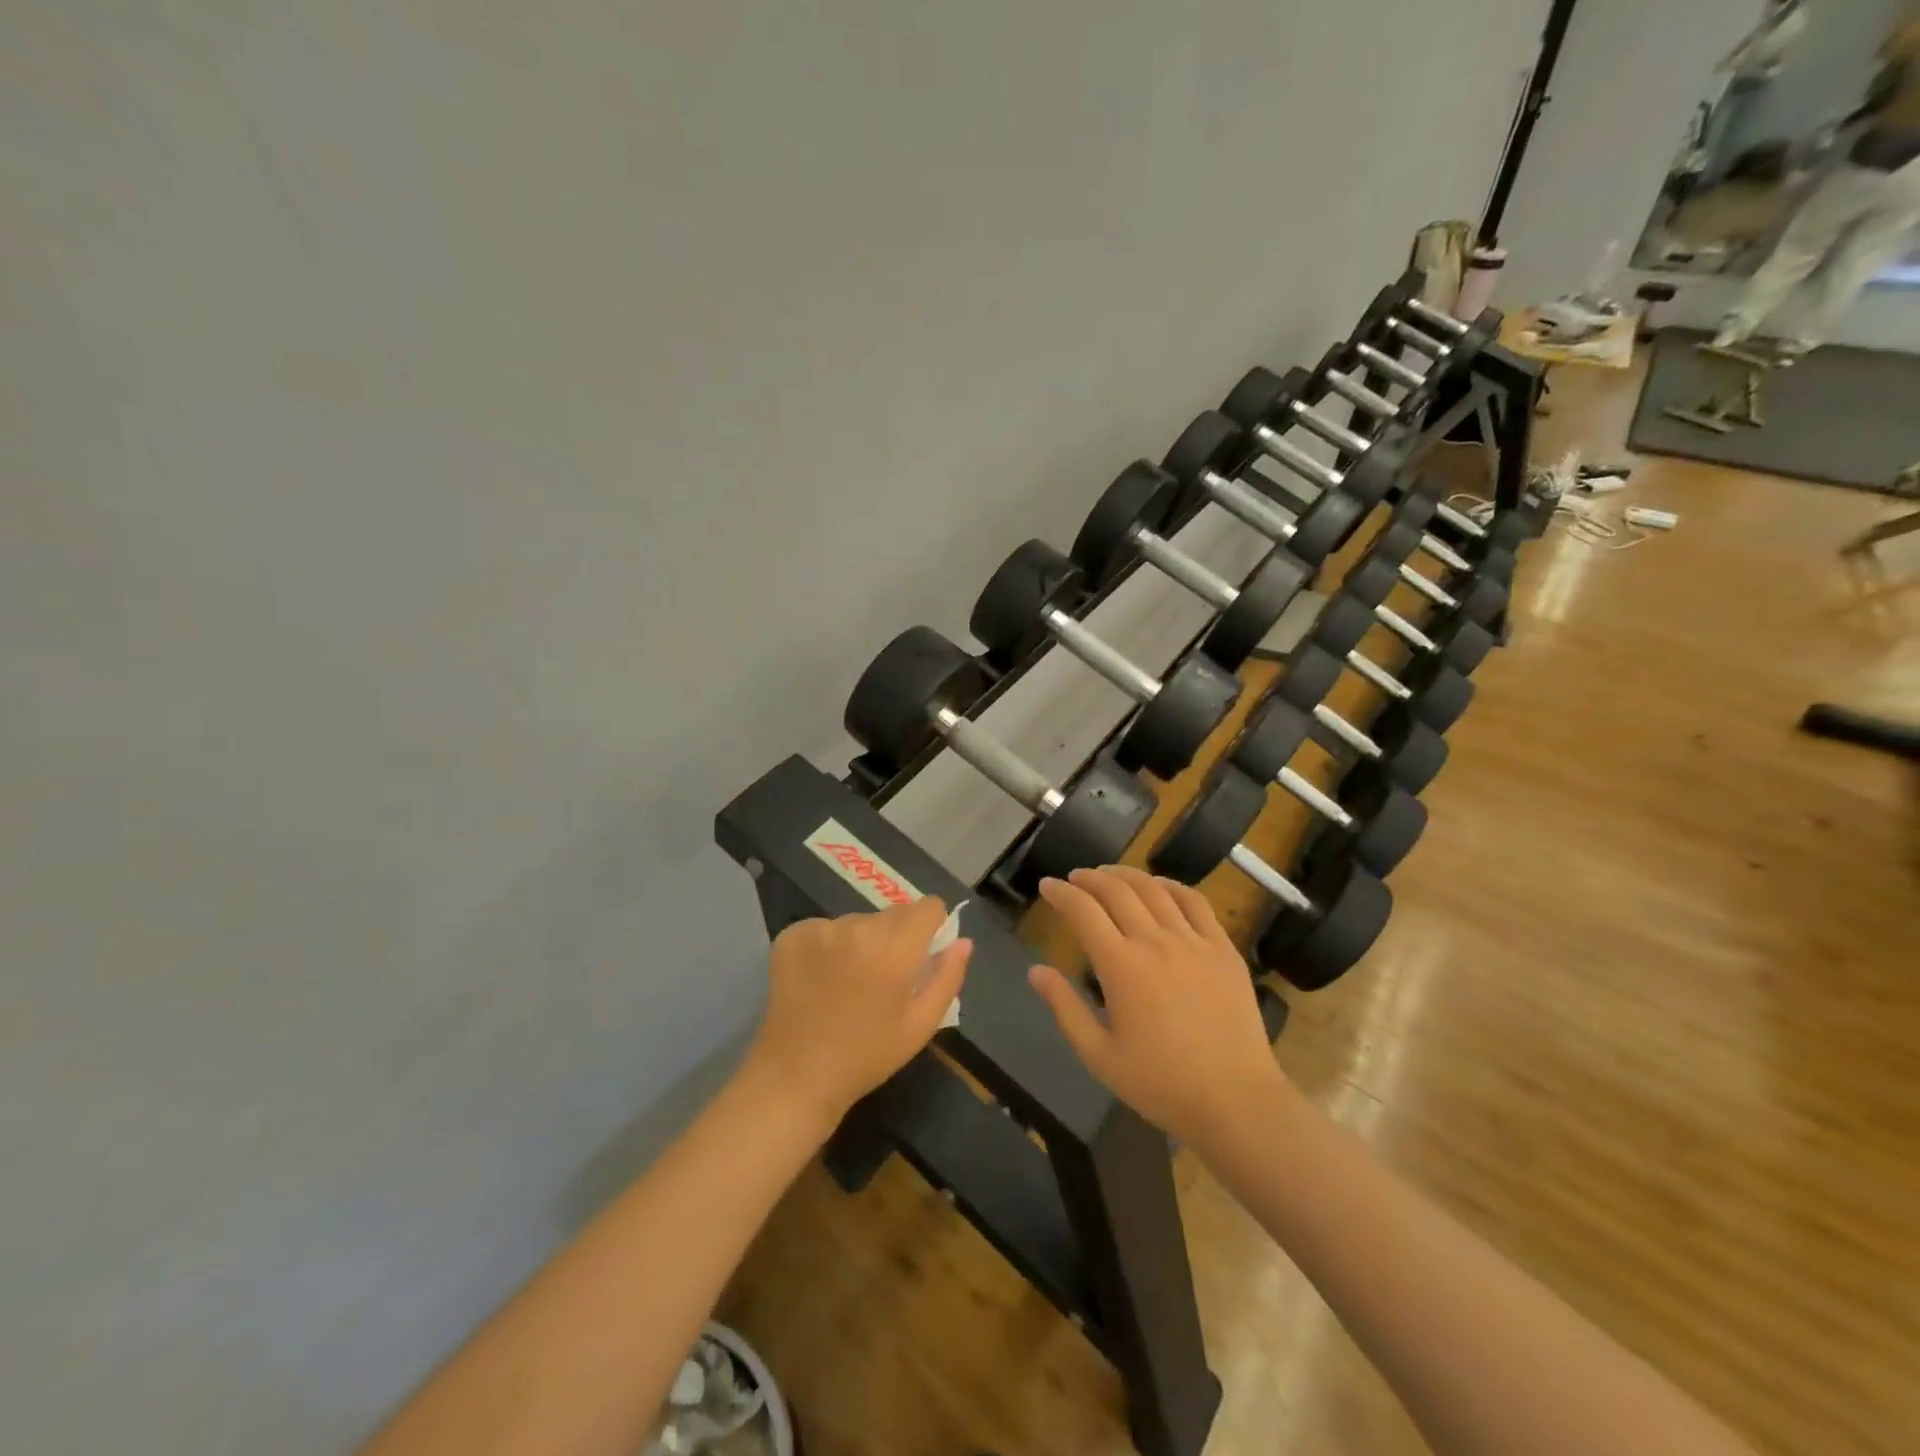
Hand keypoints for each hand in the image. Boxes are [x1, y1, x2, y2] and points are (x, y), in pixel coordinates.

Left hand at [744, 897, 970, 1123]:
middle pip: (893, 913)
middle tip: (883, 976)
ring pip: (858, 921)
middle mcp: (857, 927)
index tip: (923, 953)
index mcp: (894, 949)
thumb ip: (947, 977)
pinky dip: (828, 946)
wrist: (795, 1076)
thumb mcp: (920, 1025)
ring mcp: (820, 928)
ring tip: (848, 981)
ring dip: (861, 941)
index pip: (928, 907)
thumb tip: (963, 941)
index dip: (932, 926)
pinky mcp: (792, 935)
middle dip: (896, 937)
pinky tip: (821, 978)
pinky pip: (825, 928)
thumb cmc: (866, 1056)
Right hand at [1027, 867, 1293, 1150]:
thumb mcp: (1099, 1056)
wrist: (1236, 1101)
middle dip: (1089, 878)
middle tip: (1074, 878)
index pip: (1083, 911)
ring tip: (1109, 875)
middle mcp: (1155, 941)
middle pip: (1116, 890)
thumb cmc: (1161, 1084)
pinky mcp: (1223, 949)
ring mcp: (1194, 941)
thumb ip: (1065, 1008)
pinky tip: (1160, 887)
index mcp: (1121, 966)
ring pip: (1154, 889)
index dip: (1061, 893)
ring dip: (1126, 875)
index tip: (1047, 886)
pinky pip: (1195, 902)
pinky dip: (1171, 886)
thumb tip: (1036, 971)